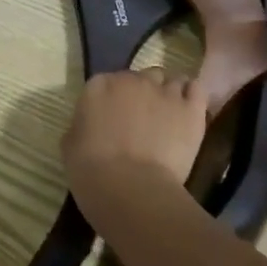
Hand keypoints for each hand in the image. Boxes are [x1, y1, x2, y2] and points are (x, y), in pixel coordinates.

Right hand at [62, 68, 207, 216]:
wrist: (130, 188)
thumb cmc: (91, 170)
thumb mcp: (70, 145)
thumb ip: (81, 126)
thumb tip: (89, 128)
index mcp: (99, 86)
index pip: (107, 81)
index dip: (112, 99)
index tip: (112, 117)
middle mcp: (132, 80)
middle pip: (142, 77)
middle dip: (142, 93)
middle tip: (141, 119)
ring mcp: (164, 93)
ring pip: (170, 81)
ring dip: (168, 93)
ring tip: (169, 115)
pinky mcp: (191, 110)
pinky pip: (196, 89)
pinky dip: (192, 95)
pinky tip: (189, 110)